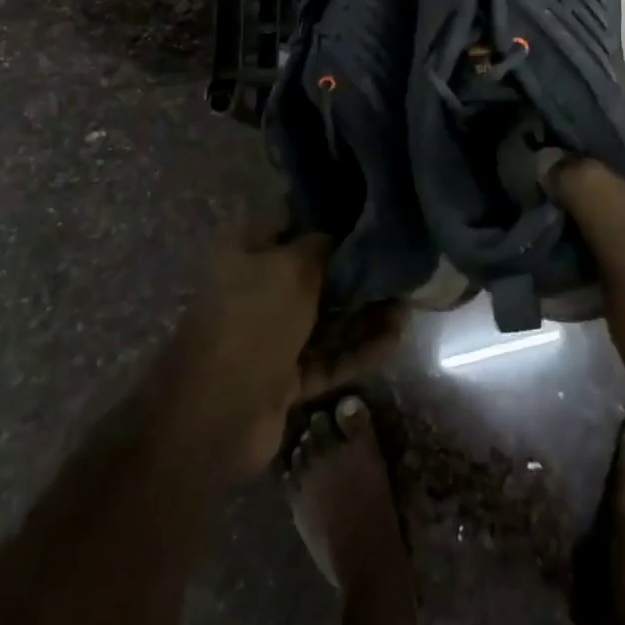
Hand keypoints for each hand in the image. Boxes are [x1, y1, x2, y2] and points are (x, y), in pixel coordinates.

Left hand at [159, 219, 402, 478]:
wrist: (215, 417)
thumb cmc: (252, 320)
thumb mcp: (291, 267)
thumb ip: (322, 245)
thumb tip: (345, 231)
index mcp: (246, 250)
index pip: (291, 217)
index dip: (328, 211)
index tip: (369, 207)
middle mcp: (257, 287)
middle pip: (313, 269)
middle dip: (355, 266)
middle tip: (399, 259)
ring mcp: (269, 335)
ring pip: (324, 315)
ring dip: (364, 310)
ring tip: (408, 301)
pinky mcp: (284, 376)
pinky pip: (327, 356)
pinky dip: (358, 349)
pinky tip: (395, 338)